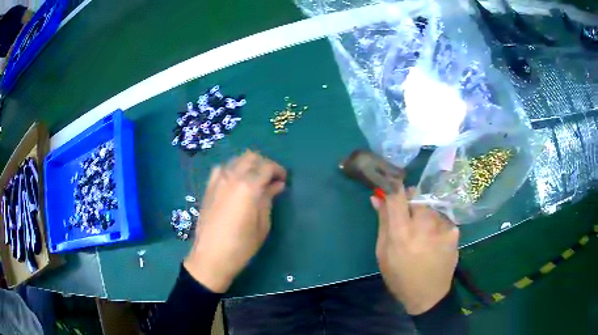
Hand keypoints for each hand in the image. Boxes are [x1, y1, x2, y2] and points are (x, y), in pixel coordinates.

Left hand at [184, 151, 286, 292]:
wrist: (211, 257)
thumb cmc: (241, 246)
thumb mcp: (262, 225)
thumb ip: (268, 200)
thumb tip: (277, 185)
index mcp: (248, 187)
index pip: (267, 167)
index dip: (278, 170)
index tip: (284, 180)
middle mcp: (232, 178)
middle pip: (251, 158)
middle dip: (264, 164)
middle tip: (271, 178)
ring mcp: (217, 181)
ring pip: (235, 160)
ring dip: (248, 164)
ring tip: (255, 179)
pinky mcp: (208, 188)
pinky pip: (221, 169)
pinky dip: (232, 169)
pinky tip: (235, 182)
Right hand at [372, 184, 458, 314]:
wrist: (429, 295)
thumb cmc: (400, 277)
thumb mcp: (383, 254)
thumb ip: (382, 223)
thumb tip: (377, 198)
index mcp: (401, 233)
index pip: (397, 195)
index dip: (392, 188)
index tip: (390, 189)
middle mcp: (423, 225)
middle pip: (416, 195)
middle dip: (410, 201)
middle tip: (407, 218)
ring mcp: (442, 227)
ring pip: (430, 205)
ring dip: (424, 212)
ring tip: (423, 232)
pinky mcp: (454, 231)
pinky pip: (441, 217)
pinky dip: (436, 223)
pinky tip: (434, 239)